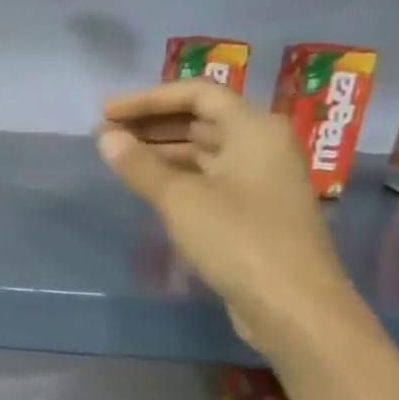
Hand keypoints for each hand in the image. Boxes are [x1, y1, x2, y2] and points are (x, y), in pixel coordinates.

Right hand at [95, 80, 363, 353]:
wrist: (293, 306)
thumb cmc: (238, 240)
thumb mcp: (180, 199)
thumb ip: (139, 165)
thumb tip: (105, 137)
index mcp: (254, 129)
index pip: (197, 93)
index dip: (147, 98)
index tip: (106, 112)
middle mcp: (262, 146)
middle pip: (201, 120)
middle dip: (151, 124)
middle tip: (105, 135)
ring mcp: (260, 180)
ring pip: (204, 151)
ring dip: (161, 150)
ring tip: (118, 158)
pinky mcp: (254, 212)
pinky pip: (209, 178)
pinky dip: (177, 176)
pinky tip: (148, 187)